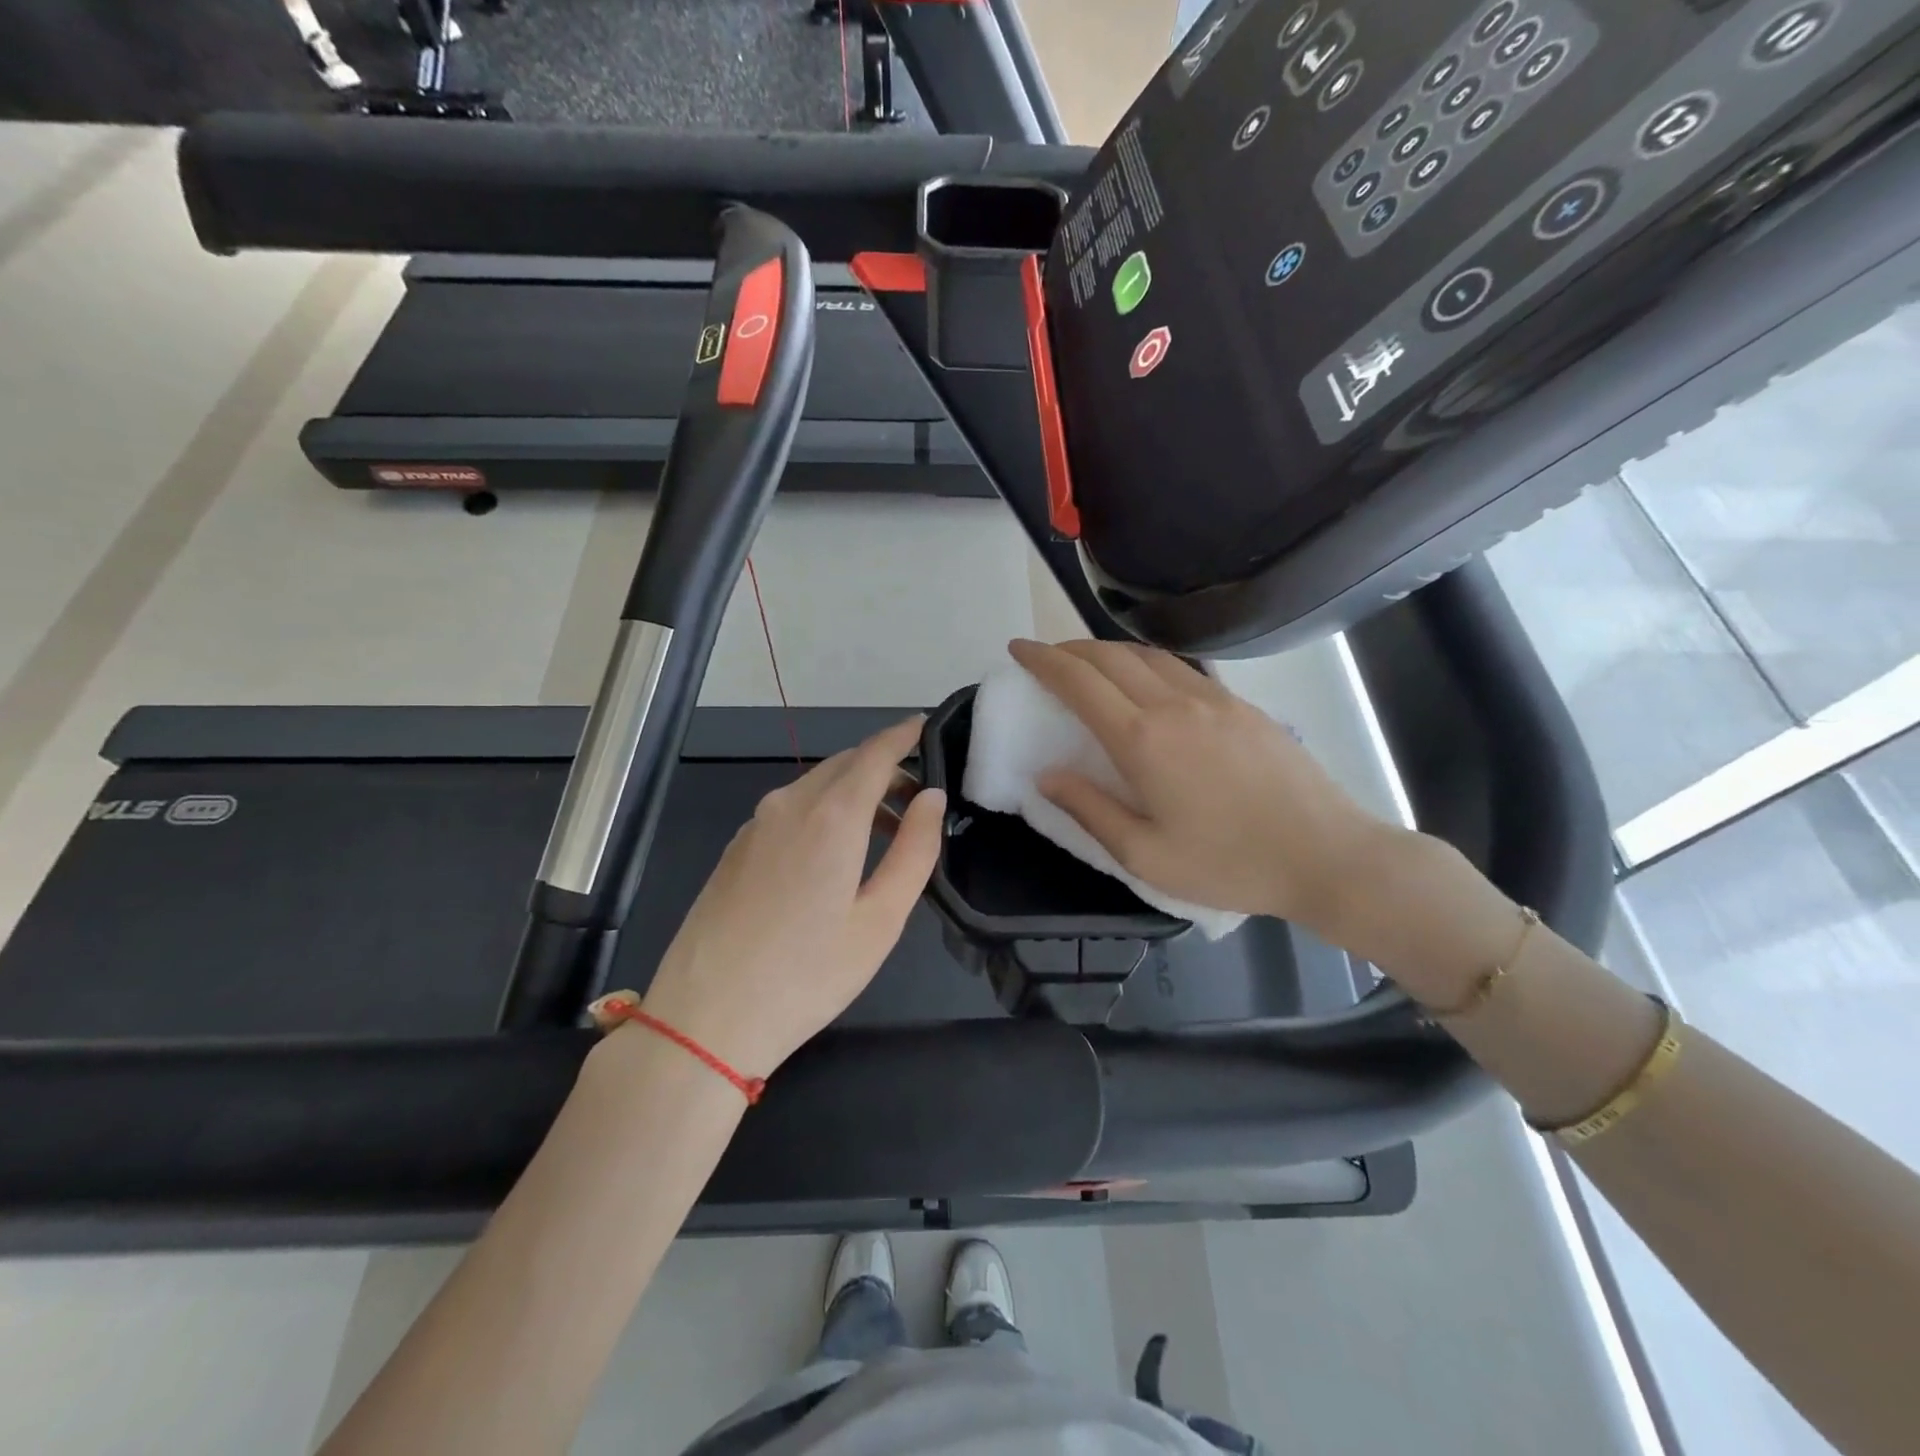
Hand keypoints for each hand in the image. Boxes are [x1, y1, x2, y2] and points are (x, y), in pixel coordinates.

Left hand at [596, 717, 944, 1079]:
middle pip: (844, 764)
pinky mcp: (736, 848)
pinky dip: (822, 810)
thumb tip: (931, 797)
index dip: (903, 734)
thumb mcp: (880, 919)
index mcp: (831, 815)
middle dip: (883, 767)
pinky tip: (832, 854)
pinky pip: (789, 808)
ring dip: (853, 792)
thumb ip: (914, 851)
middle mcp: (789, 804)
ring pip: (814, 785)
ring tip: (884, 831)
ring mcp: (755, 825)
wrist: (705, 1019)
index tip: (925, 725)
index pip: (875, 752)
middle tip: (917, 797)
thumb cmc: (807, 974)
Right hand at [1007, 639, 1387, 933]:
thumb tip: (1046, 775)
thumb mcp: (1145, 854)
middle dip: (1069, 648)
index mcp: (1142, 740)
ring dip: (1107, 651)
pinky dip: (1146, 662)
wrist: (1325, 855)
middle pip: (1109, 656)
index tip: (1018, 649)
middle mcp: (1174, 704)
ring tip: (1088, 665)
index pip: (1079, 682)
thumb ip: (1089, 810)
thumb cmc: (1228, 864)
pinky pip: (1181, 668)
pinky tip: (1146, 681)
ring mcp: (1213, 698)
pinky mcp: (1241, 705)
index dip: (1042, 660)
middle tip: (1046, 658)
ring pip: (1146, 655)